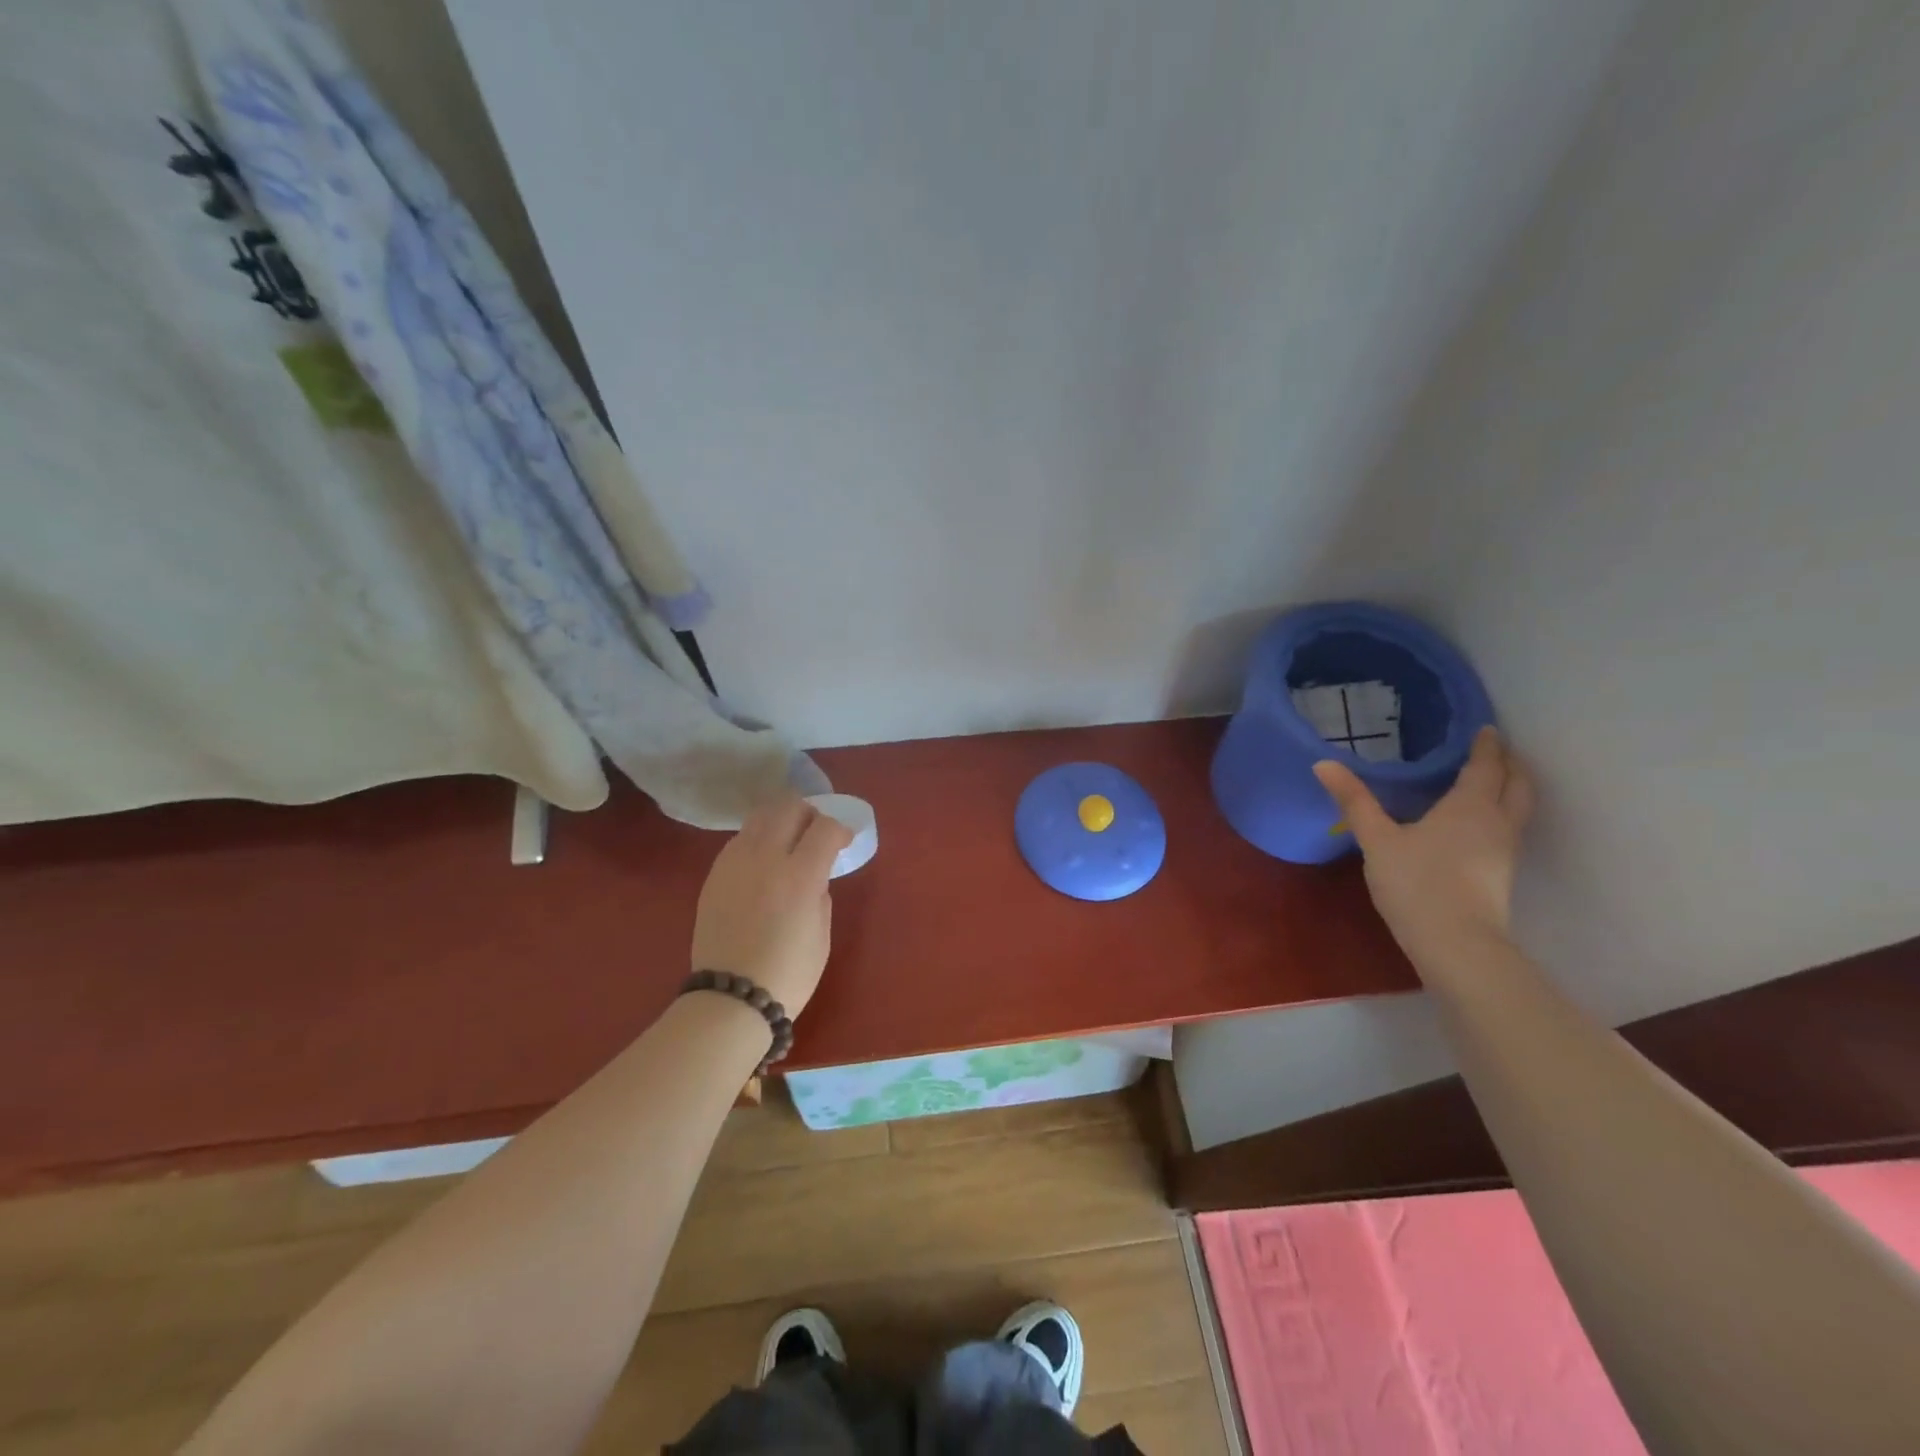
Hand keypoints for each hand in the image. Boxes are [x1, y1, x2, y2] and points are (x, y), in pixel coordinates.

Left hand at [690, 797, 852, 1015]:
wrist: (731, 998)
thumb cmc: (788, 973)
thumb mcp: (821, 933)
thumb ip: (820, 893)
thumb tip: (814, 875)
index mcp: (799, 875)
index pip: (825, 827)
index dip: (840, 829)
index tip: (844, 841)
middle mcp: (765, 858)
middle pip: (788, 807)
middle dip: (809, 813)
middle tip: (816, 833)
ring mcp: (735, 862)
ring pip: (760, 816)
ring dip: (780, 820)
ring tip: (788, 842)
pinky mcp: (714, 874)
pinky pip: (739, 839)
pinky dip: (757, 839)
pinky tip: (763, 862)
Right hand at [1313, 726, 1536, 964]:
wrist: (1455, 943)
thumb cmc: (1416, 882)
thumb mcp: (1377, 839)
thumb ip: (1354, 800)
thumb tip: (1322, 763)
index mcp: (1470, 805)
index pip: (1486, 765)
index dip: (1486, 745)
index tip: (1486, 728)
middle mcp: (1496, 821)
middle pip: (1517, 784)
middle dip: (1510, 763)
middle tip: (1497, 749)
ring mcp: (1504, 850)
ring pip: (1519, 807)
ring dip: (1512, 788)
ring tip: (1493, 780)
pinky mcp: (1501, 874)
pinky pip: (1510, 828)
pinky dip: (1503, 812)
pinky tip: (1479, 823)